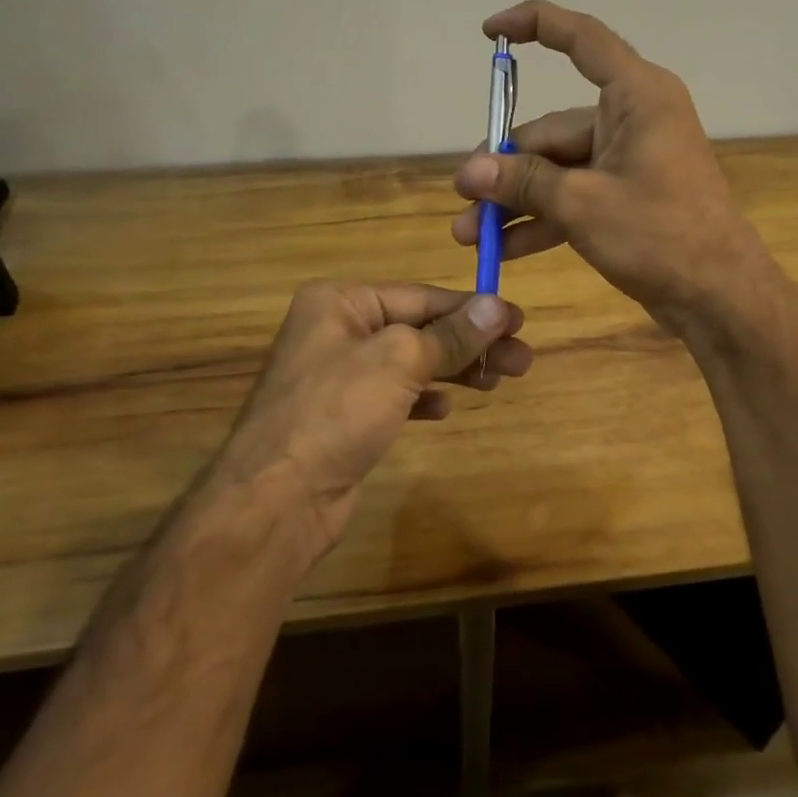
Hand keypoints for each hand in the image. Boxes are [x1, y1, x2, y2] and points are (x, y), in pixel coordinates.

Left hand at [212, 281, 529, 555]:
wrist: (276, 500)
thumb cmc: (336, 412)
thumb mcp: (400, 361)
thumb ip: (452, 334)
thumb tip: (499, 306)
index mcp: (340, 302)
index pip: (420, 296)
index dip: (472, 308)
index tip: (519, 321)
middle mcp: (336, 330)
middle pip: (418, 328)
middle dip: (470, 343)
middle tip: (521, 360)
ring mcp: (337, 376)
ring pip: (409, 362)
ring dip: (453, 369)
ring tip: (497, 381)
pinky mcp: (342, 416)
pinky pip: (393, 394)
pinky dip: (422, 397)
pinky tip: (446, 408)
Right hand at [450, 0, 772, 328]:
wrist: (721, 297)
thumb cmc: (660, 235)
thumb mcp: (582, 205)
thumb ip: (523, 182)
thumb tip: (470, 172)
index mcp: (637, 95)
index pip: (581, 39)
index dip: (533, 25)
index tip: (489, 33)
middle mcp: (633, 118)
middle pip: (553, 128)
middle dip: (505, 167)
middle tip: (463, 197)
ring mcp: (630, 159)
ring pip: (558, 168)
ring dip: (515, 200)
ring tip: (469, 234)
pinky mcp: (628, 195)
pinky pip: (574, 195)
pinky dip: (543, 218)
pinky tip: (504, 248)